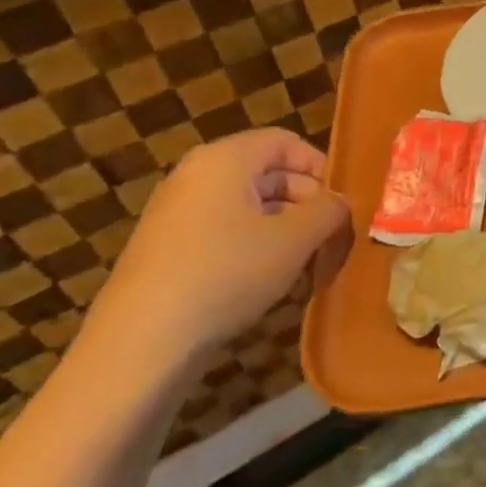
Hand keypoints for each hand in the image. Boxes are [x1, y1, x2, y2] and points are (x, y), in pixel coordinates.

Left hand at [84, 129, 350, 375]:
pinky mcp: (168, 250)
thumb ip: (329, 212)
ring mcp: (177, 213)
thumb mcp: (295, 240)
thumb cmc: (227, 274)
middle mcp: (197, 175)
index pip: (286, 142)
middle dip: (307, 203)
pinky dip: (256, 247)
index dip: (322, 167)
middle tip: (334, 238)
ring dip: (286, 229)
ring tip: (310, 264)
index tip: (344, 203)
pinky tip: (273, 282)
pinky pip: (226, 232)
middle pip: (268, 173)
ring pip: (249, 207)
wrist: (141, 344)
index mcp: (225, 159)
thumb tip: (341, 204)